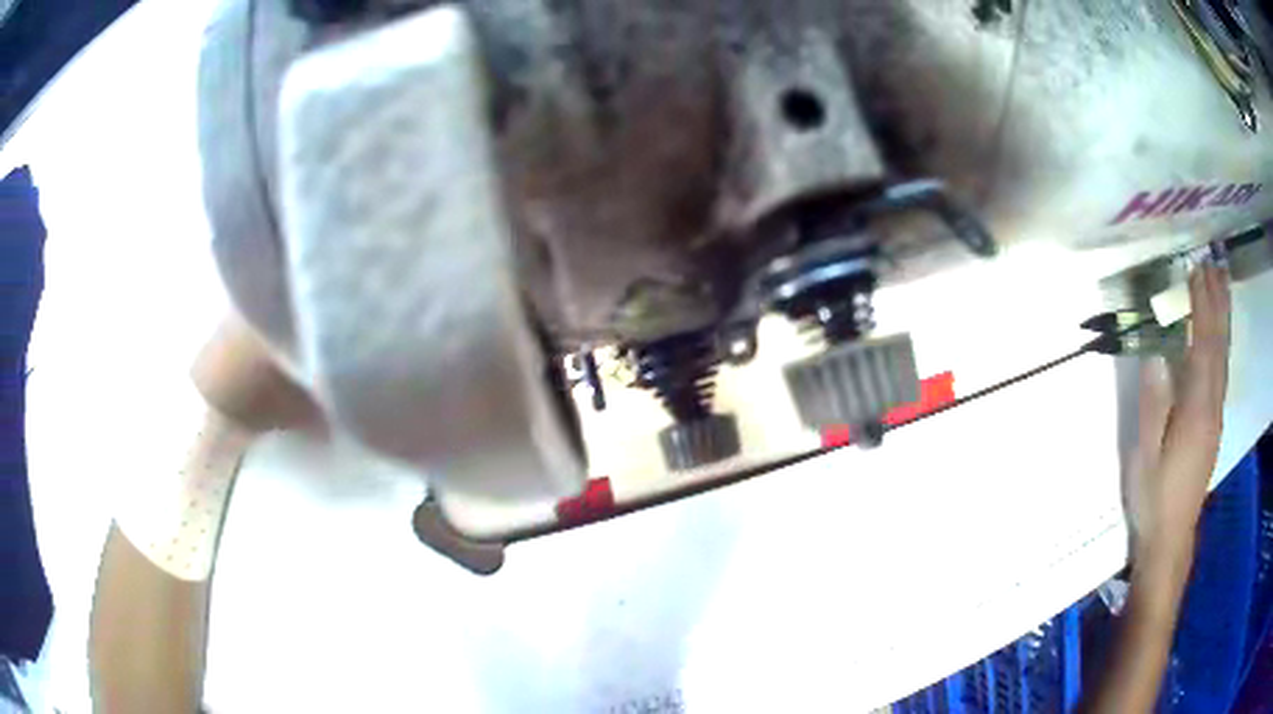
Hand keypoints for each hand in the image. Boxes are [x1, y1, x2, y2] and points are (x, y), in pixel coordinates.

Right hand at [1124, 263, 1230, 566]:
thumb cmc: (1154, 496)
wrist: (1171, 537)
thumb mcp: (1145, 455)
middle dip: (1217, 302)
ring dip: (1223, 318)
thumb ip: (1154, 404)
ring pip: (1224, 357)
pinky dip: (1222, 343)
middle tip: (1214, 263)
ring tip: (1221, 285)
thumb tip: (1156, 353)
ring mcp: (1216, 415)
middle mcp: (1212, 405)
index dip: (1201, 305)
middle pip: (1219, 345)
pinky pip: (1222, 372)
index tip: (1195, 269)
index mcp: (1196, 409)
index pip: (1203, 345)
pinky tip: (1219, 334)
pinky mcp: (1214, 424)